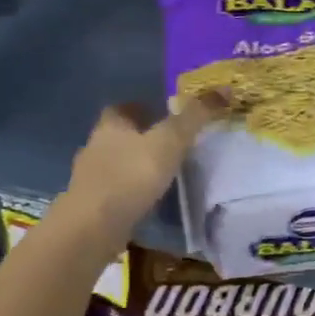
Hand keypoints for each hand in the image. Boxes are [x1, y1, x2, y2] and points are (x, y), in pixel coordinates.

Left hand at [63, 94, 225, 237]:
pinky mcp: (91, 205)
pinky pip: (115, 191)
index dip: (142, 108)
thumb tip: (225, 88)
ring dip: (134, 166)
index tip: (163, 115)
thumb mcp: (170, 141)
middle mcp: (95, 146)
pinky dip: (130, 191)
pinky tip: (147, 200)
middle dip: (140, 137)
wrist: (93, 226)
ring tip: (162, 173)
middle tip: (169, 144)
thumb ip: (195, 116)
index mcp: (110, 125)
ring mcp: (90, 178)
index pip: (123, 108)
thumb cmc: (131, 175)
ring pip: (115, 164)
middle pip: (119, 135)